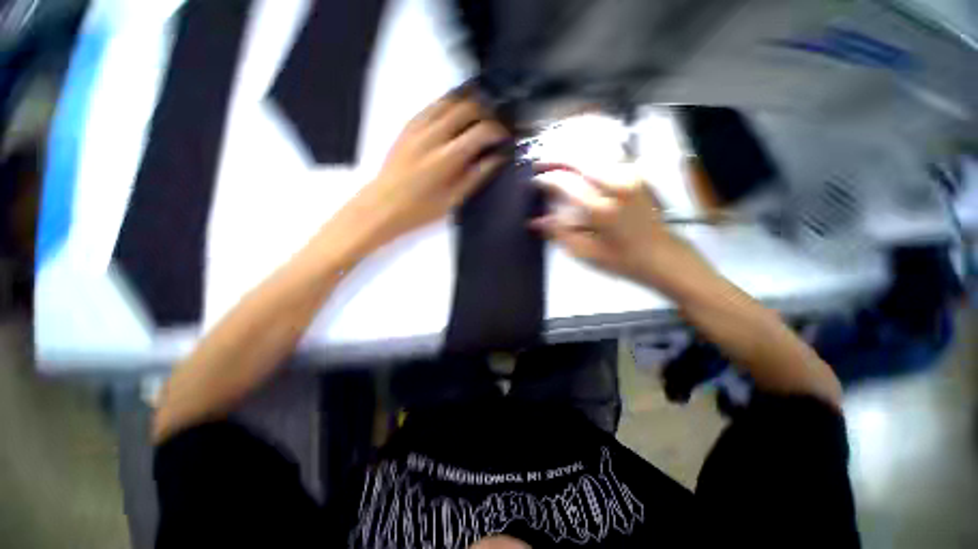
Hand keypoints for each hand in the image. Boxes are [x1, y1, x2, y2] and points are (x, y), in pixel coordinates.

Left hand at [339, 93, 508, 254]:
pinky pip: (433, 104)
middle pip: (468, 107)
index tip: (505, 138)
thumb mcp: (454, 199)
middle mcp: (433, 135)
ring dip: (469, 104)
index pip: (481, 131)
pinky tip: (455, 116)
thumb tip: (497, 158)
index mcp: (447, 157)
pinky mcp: (408, 125)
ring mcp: (418, 126)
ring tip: (479, 117)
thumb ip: (477, 175)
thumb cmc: (421, 209)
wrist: (383, 204)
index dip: (498, 131)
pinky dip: (449, 105)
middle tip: (494, 126)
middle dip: (487, 112)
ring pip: (450, 99)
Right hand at [532, 165, 708, 291]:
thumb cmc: (620, 259)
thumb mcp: (585, 252)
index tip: (534, 181)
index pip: (565, 183)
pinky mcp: (636, 174)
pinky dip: (590, 154)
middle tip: (540, 162)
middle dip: (556, 157)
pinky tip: (580, 159)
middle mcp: (615, 185)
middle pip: (579, 158)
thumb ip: (559, 233)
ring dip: (572, 153)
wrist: (661, 254)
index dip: (546, 179)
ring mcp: (629, 175)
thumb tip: (535, 221)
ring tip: (556, 159)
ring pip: (594, 152)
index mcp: (601, 208)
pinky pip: (608, 155)